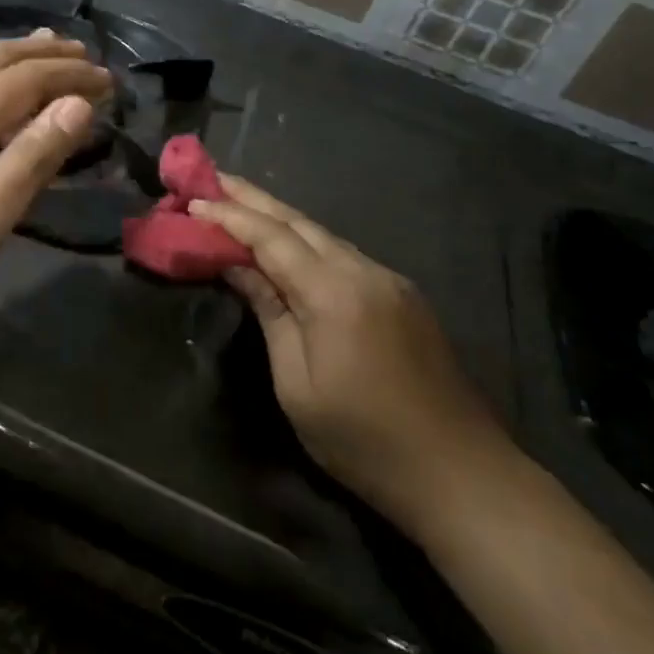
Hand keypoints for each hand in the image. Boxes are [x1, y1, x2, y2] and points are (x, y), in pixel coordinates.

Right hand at [191, 176, 508, 524]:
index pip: (270, 237)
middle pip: (298, 222)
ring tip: (239, 204)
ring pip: (322, 235)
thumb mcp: (297, 386)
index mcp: (333, 292)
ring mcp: (388, 280)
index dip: (229, 217)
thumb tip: (238, 267)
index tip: (191, 201)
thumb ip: (269, 314)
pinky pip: (343, 254)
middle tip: (211, 179)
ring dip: (279, 217)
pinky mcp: (402, 295)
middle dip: (251, 198)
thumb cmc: (364, 441)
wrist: (462, 474)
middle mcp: (363, 270)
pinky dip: (307, 242)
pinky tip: (289, 246)